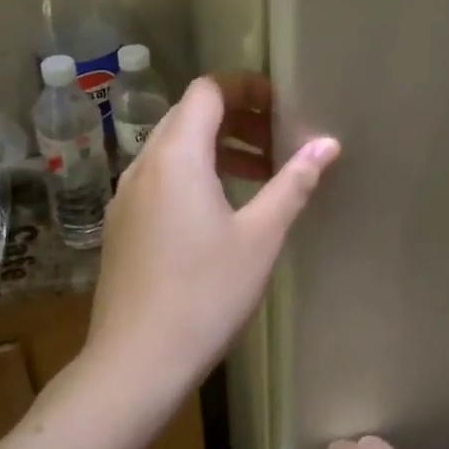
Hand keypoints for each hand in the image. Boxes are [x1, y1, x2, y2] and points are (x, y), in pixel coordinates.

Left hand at [85, 73, 339, 395]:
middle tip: (278, 140)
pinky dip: (194, 175)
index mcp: (176, 156)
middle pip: (188, 116)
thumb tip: (327, 144)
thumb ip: (293, 183)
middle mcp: (143, 165)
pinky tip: (220, 212)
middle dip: (236, 117)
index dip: (246, 87)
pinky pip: (160, 179)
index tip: (282, 105)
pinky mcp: (122, 225)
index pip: (207, 90)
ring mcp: (126, 197)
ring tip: (259, 174)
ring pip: (173, 149)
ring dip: (216, 148)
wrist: (136, 361)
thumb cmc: (205, 294)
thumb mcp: (260, 237)